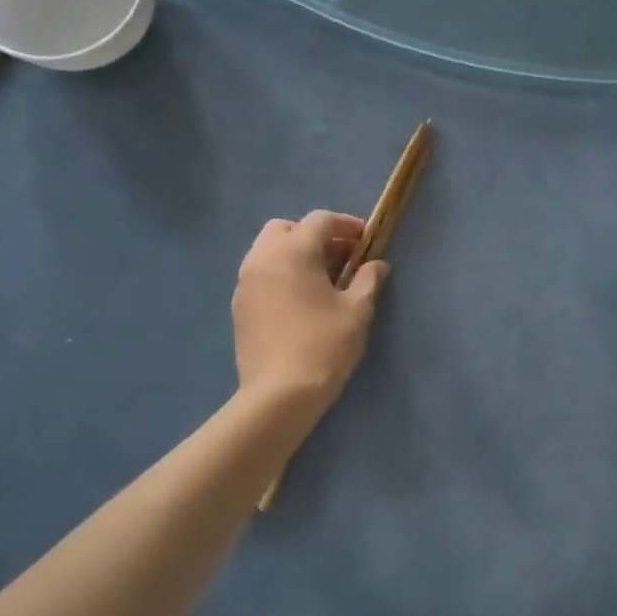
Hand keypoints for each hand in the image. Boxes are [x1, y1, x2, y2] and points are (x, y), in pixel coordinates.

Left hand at [233, 212, 386, 419]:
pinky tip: (301, 300)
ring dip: (295, 254)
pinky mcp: (239, 306)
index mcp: (293, 252)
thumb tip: (377, 264)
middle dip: (314, 235)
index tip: (366, 240)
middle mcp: (263, 258)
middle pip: (286, 229)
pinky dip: (281, 274)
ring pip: (268, 251)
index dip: (346, 225)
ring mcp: (245, 282)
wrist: (279, 394)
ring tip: (322, 279)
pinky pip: (260, 274)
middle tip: (340, 257)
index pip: (319, 221)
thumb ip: (368, 280)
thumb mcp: (357, 311)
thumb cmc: (324, 346)